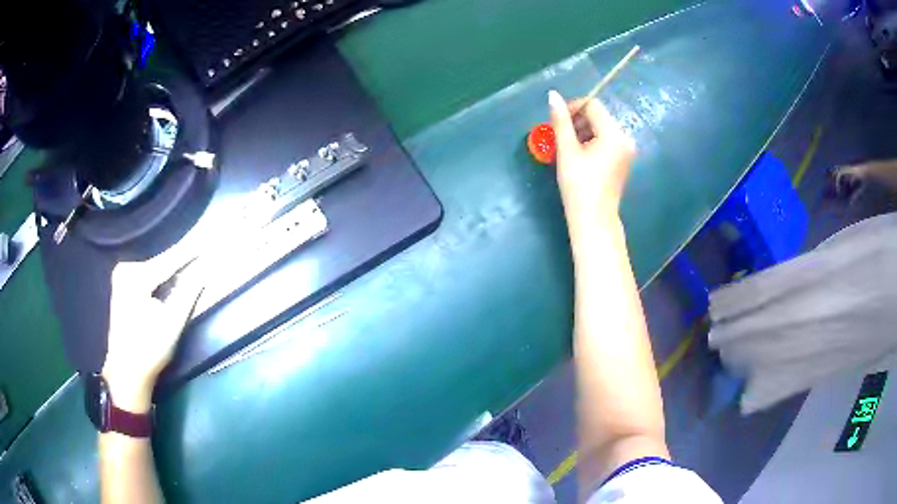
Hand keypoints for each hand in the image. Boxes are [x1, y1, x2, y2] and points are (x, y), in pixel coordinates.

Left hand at [102, 250, 204, 412]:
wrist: (126, 372)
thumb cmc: (149, 350)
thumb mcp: (172, 323)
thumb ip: (188, 293)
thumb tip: (204, 270)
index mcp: (135, 276)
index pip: (168, 261)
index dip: (189, 253)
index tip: (207, 242)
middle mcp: (125, 270)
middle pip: (159, 264)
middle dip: (179, 262)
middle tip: (199, 253)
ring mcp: (121, 278)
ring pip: (153, 270)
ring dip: (170, 270)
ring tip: (189, 262)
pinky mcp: (121, 288)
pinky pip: (146, 277)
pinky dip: (160, 278)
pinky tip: (171, 278)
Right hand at [548, 90, 635, 240]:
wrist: (594, 220)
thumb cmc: (578, 186)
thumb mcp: (567, 151)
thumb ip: (561, 121)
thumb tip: (553, 95)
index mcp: (614, 134)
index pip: (593, 105)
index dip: (573, 108)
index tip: (557, 121)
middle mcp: (624, 138)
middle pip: (598, 115)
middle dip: (577, 121)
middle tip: (560, 137)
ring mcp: (626, 150)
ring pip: (601, 128)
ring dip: (583, 131)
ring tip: (568, 148)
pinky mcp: (623, 159)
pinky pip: (606, 140)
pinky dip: (592, 142)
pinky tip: (580, 156)